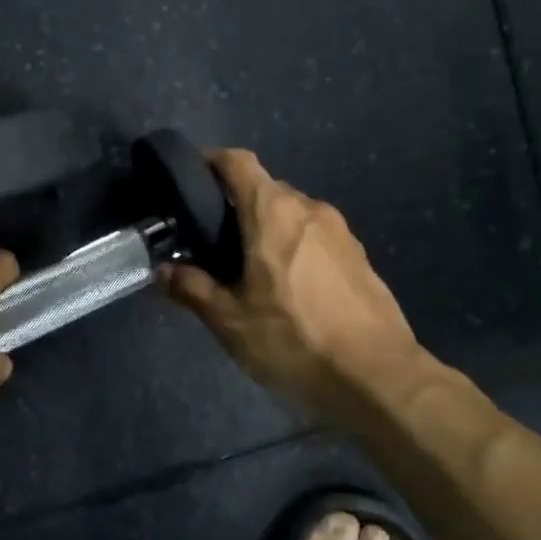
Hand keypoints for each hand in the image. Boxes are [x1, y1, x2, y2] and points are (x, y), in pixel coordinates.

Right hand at [163, 149, 422, 415]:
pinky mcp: (359, 255)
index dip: (212, 162)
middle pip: (265, 189)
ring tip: (249, 269)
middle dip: (236, 206)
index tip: (191, 181)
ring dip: (267, 229)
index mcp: (274, 212)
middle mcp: (309, 208)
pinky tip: (289, 288)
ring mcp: (340, 231)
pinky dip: (295, 247)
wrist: (378, 377)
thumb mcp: (231, 321)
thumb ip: (192, 289)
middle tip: (212, 242)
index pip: (238, 162)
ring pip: (292, 214)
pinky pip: (315, 237)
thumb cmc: (295, 340)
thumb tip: (162, 271)